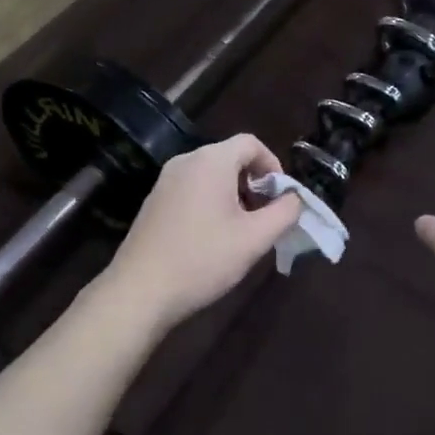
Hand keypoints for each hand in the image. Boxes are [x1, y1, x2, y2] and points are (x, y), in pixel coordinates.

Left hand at [100, 134, 302, 333]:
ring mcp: (165, 181)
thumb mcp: (255, 239)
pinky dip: (210, 201)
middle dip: (254, 182)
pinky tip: (212, 237)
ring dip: (233, 194)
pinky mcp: (154, 201)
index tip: (281, 197)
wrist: (139, 291)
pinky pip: (192, 188)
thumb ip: (285, 213)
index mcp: (211, 161)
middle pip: (231, 157)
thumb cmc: (203, 259)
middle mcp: (186, 161)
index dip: (273, 164)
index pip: (251, 143)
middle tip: (264, 217)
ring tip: (242, 230)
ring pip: (211, 174)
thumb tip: (295, 199)